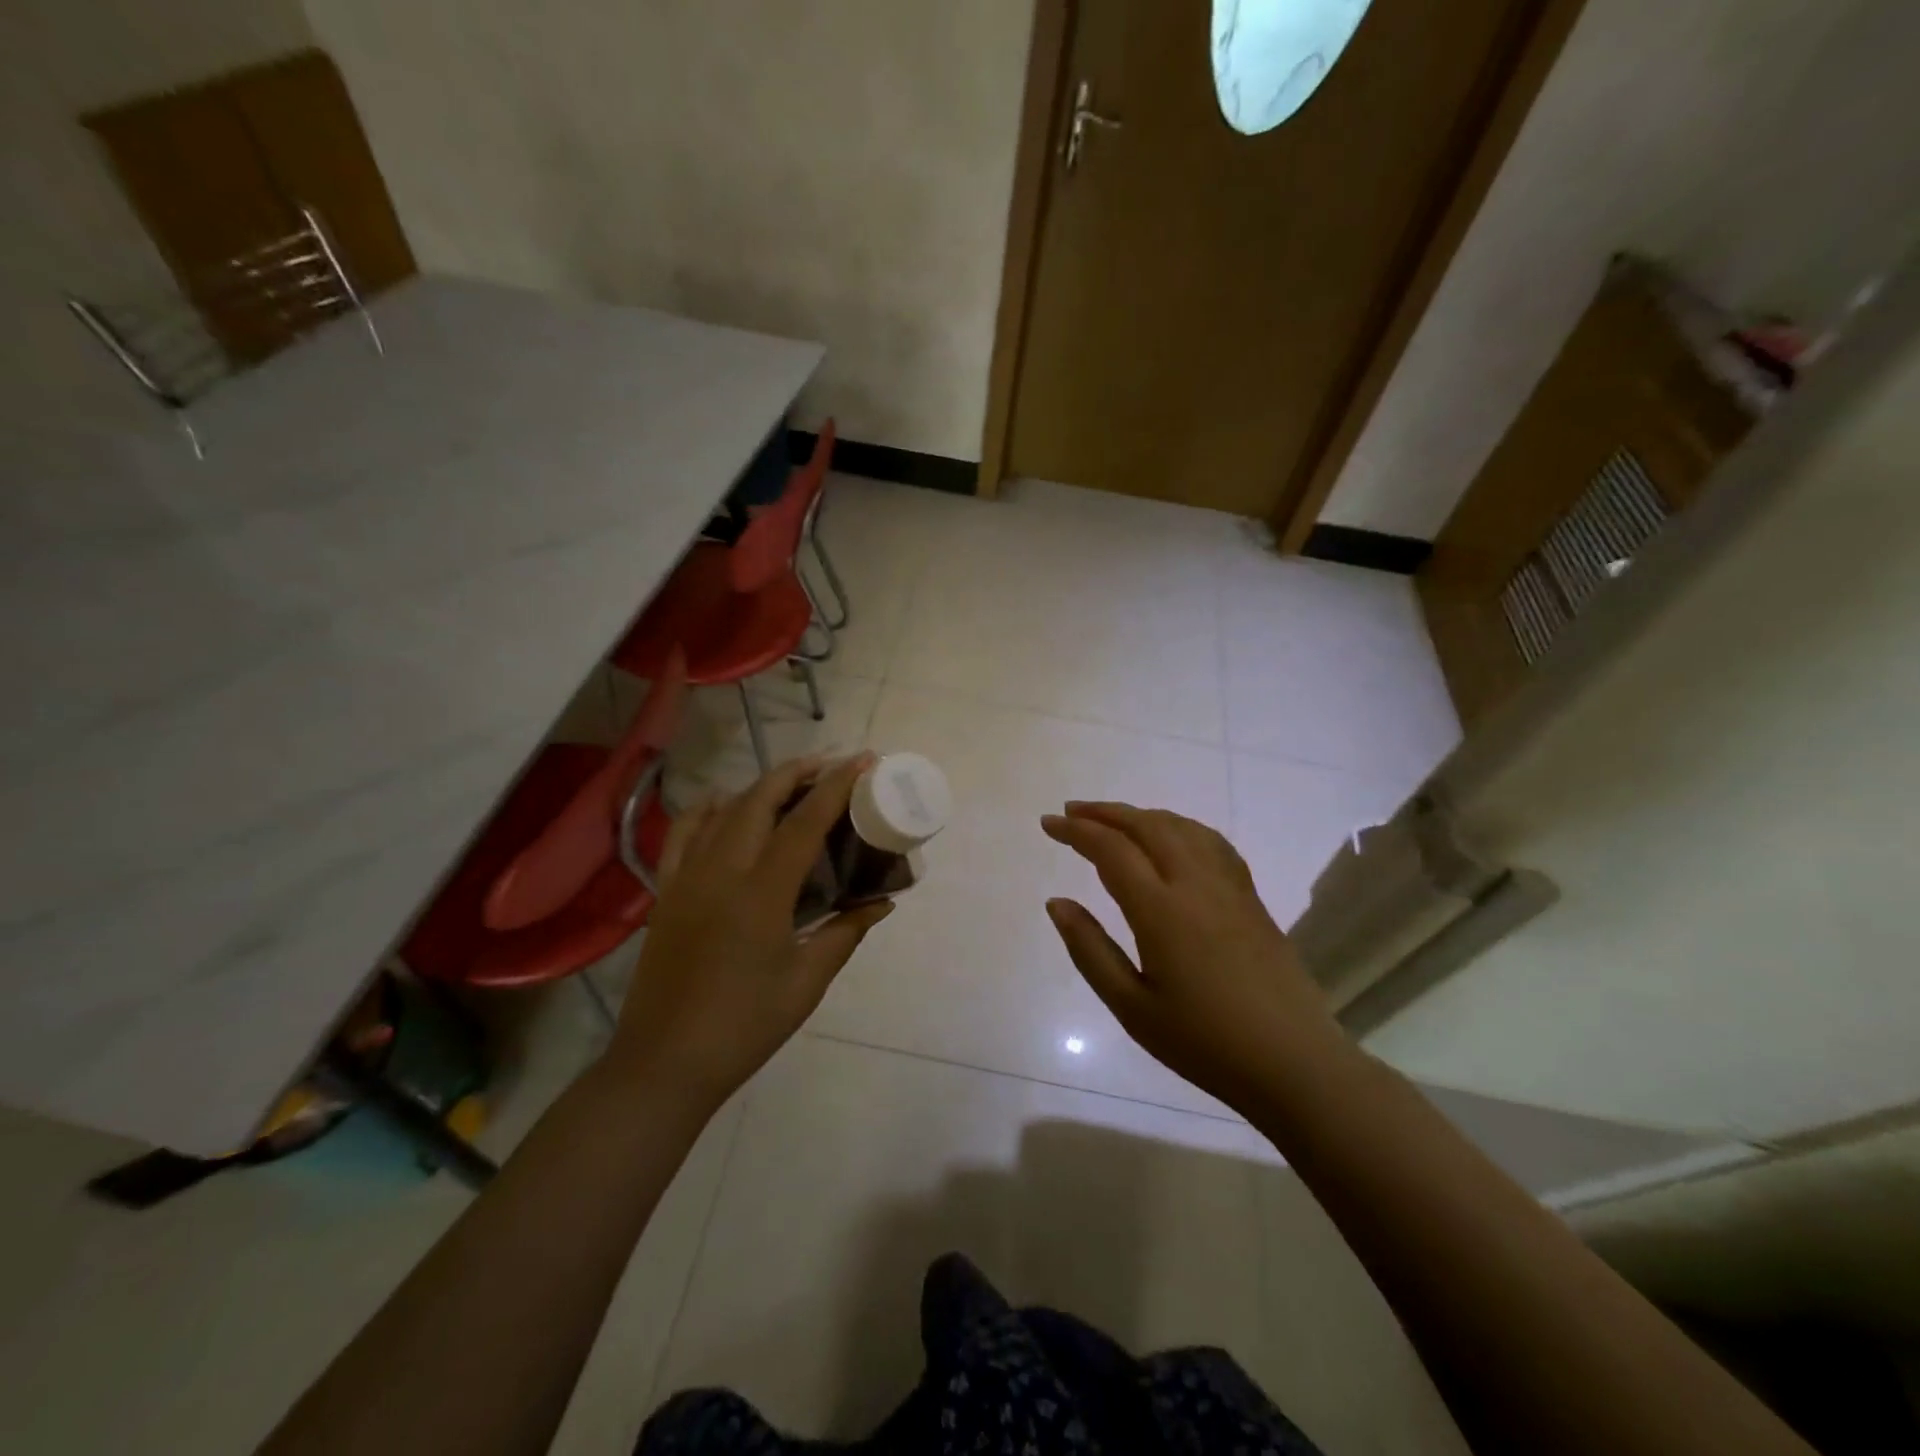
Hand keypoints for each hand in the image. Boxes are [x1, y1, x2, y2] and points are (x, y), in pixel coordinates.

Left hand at [608, 754, 890, 1108]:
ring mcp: (687, 878)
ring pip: (724, 810)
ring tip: (790, 783)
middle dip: (798, 773)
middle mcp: (721, 871)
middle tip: (831, 765)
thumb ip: (846, 932)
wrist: (665, 1063)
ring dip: (760, 787)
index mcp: (761, 893)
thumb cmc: (745, 1026)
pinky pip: (684, 834)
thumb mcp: (806, 981)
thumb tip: (882, 903)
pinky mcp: (666, 892)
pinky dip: (707, 809)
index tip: (862, 761)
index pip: (804, 823)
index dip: (836, 787)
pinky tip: (724, 806)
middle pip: (760, 800)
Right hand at [1041, 802, 1354, 1114]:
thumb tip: (1057, 902)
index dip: (1076, 830)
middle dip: (1105, 812)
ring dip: (1142, 815)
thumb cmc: (1204, 1043)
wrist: (1294, 1064)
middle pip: (1147, 826)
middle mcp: (1195, 884)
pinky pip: (1211, 843)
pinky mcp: (1251, 899)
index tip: (1048, 823)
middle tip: (1072, 810)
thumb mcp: (1132, 1007)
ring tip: (1114, 820)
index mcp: (1161, 910)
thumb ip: (1090, 949)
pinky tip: (1173, 839)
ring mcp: (1229, 887)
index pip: (1111, 849)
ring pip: (1182, 827)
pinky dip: (1180, 827)